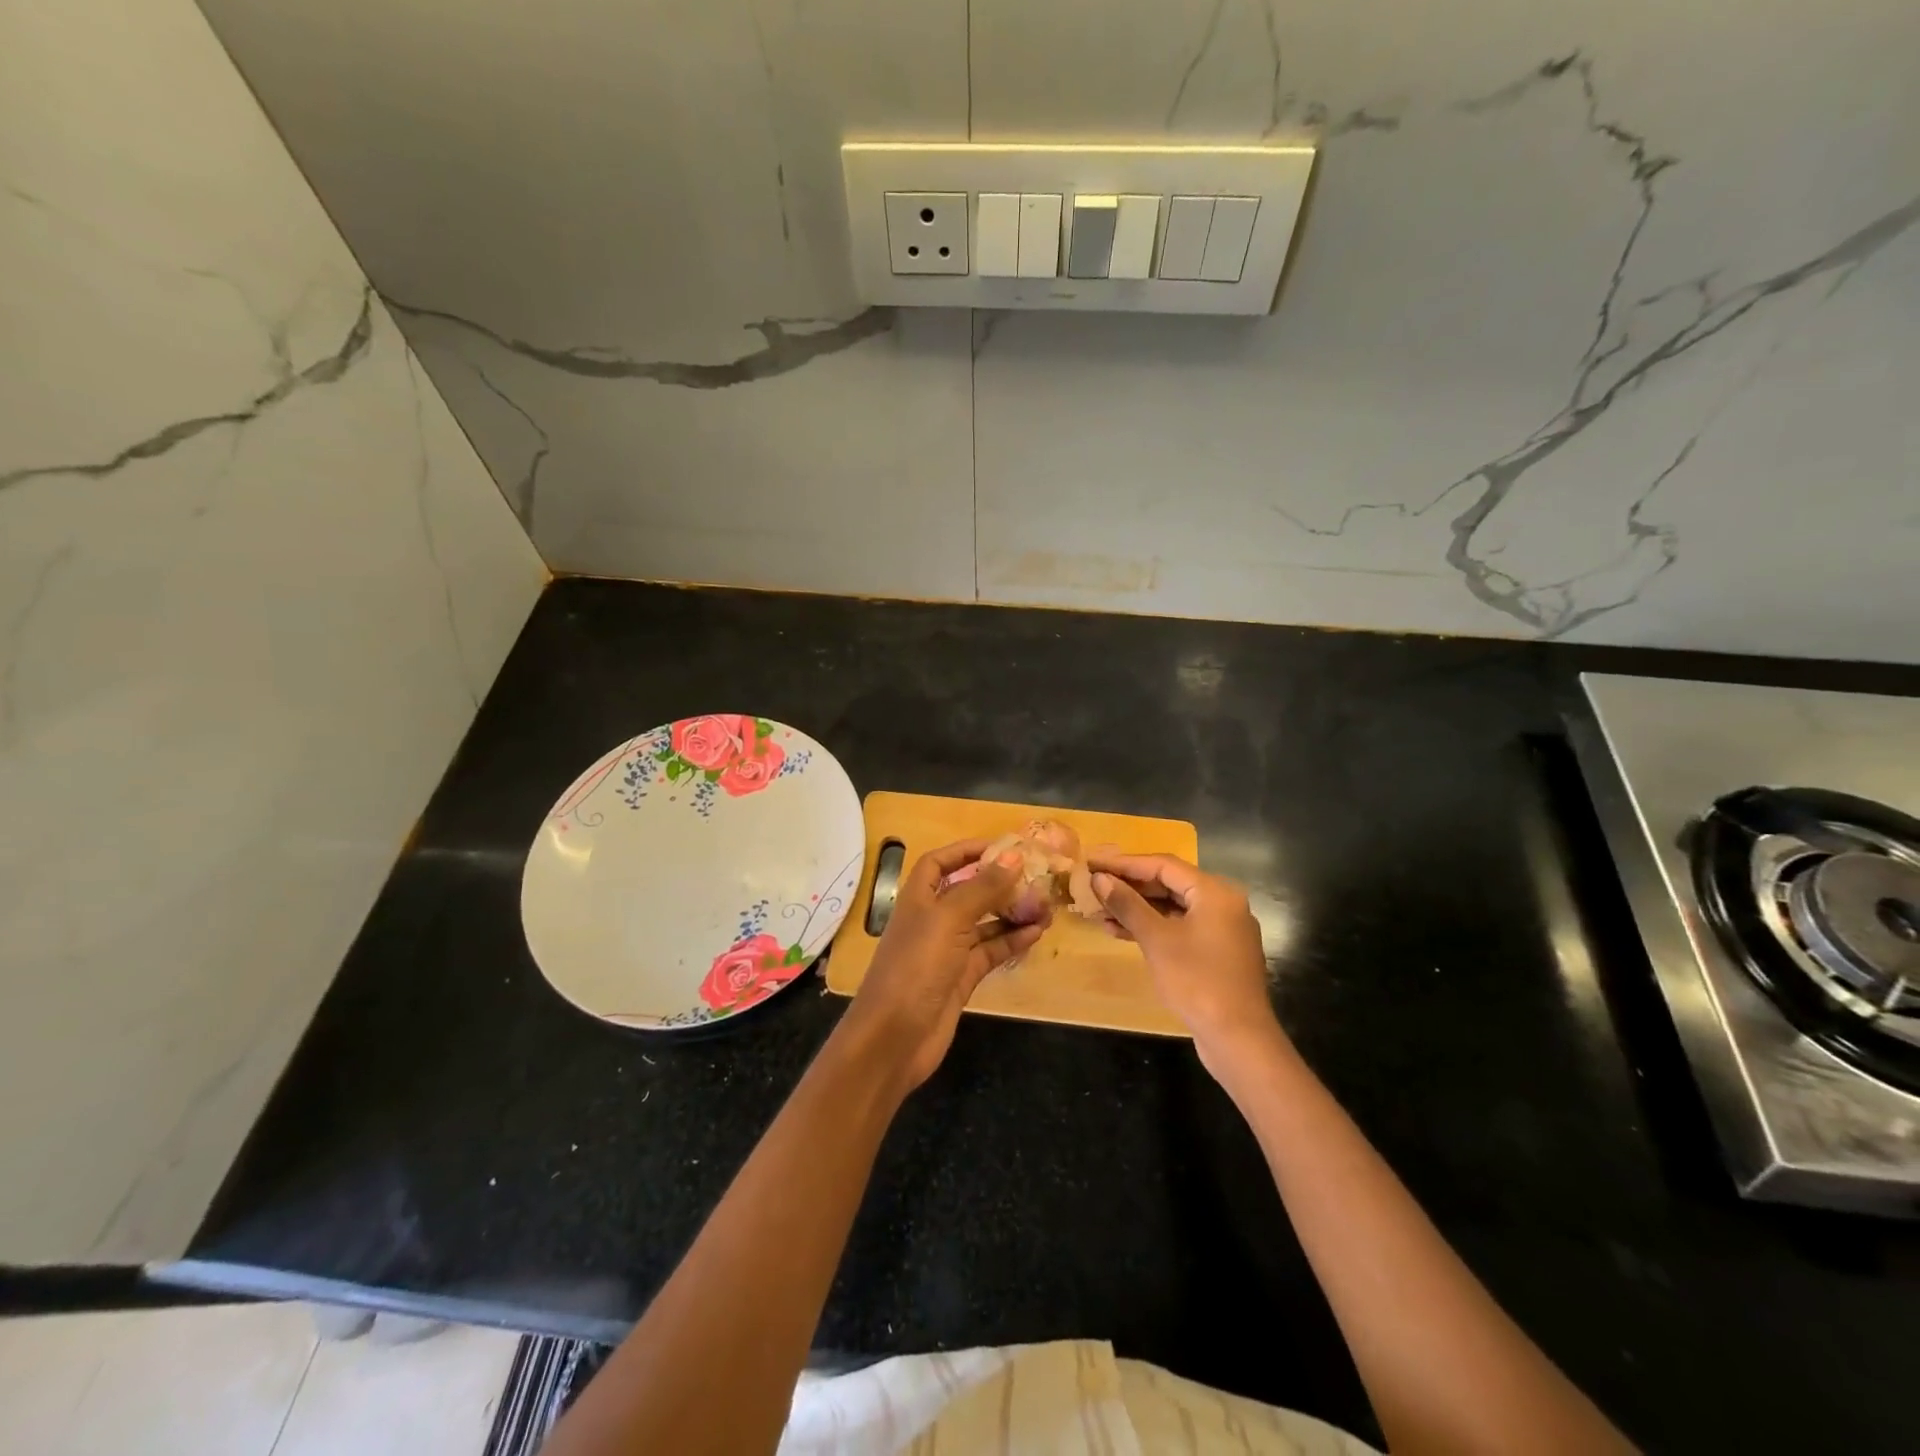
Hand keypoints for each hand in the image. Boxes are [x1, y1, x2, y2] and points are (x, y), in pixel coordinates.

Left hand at [837, 839, 1048, 1093]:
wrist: (895, 1037)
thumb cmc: (916, 966)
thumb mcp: (949, 919)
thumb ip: (982, 888)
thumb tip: (1014, 858)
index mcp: (918, 898)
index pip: (939, 862)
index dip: (966, 851)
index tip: (1002, 847)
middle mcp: (932, 919)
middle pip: (967, 891)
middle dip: (998, 883)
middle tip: (1035, 877)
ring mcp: (947, 950)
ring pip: (984, 922)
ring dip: (1012, 912)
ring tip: (1045, 905)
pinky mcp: (961, 978)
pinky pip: (991, 951)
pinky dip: (1012, 941)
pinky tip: (1037, 933)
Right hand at [1089, 852, 1282, 1077]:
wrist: (1238, 1038)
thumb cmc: (1196, 980)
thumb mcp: (1156, 939)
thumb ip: (1128, 904)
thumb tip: (1099, 879)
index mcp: (1215, 892)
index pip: (1163, 865)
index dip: (1124, 863)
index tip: (1093, 862)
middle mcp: (1222, 903)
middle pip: (1169, 884)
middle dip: (1129, 886)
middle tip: (1094, 885)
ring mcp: (1221, 929)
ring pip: (1172, 908)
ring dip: (1137, 908)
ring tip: (1100, 910)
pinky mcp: (1216, 952)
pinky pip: (1179, 928)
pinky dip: (1152, 927)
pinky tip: (1120, 932)